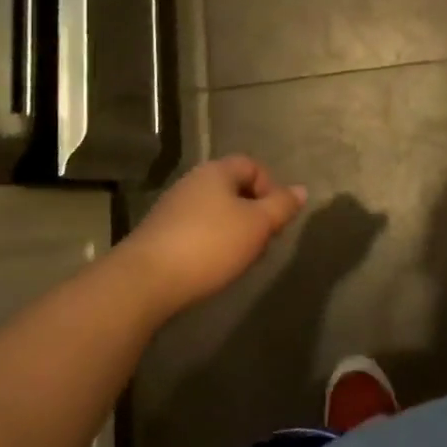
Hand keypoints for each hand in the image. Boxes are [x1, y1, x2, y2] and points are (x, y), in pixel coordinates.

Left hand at [120, 156, 307, 319]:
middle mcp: (192, 182)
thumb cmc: (209, 245)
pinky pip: (195, 231)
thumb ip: (282, 206)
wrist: (145, 281)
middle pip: (233, 189)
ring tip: (239, 259)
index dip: (270, 188)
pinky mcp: (158, 234)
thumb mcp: (257, 225)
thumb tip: (301, 190)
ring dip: (232, 231)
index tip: (275, 219)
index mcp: (217, 171)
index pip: (252, 166)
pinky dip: (209, 244)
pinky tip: (211, 268)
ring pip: (215, 212)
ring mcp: (172, 208)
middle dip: (253, 213)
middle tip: (261, 242)